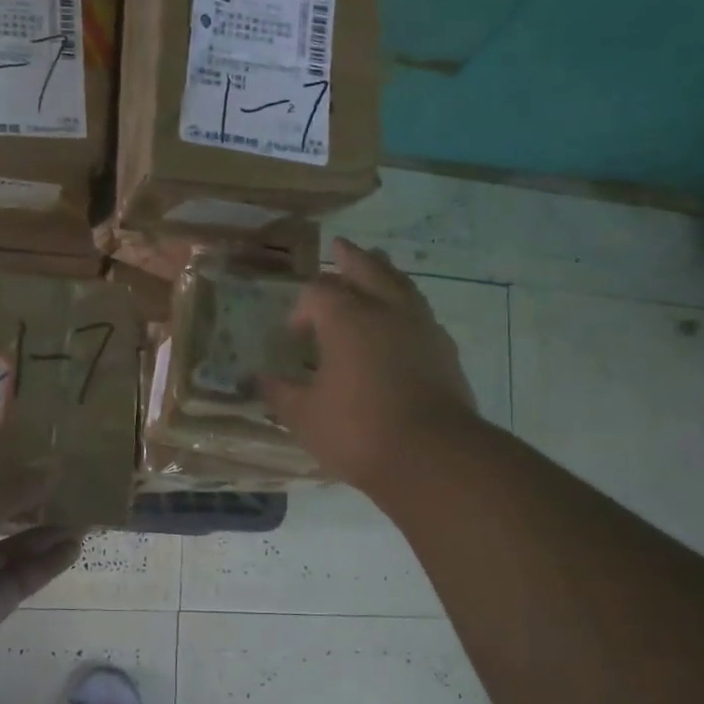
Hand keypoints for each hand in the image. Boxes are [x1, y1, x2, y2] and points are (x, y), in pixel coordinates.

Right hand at [263, 238, 477, 490]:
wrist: (432, 456)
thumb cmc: (358, 431)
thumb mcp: (304, 417)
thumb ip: (280, 393)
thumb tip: (258, 380)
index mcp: (347, 319)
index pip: (318, 292)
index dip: (302, 307)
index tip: (294, 334)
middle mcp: (386, 311)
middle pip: (367, 269)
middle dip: (350, 259)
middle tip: (341, 246)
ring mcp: (422, 327)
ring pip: (402, 284)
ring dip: (385, 272)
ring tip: (378, 264)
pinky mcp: (445, 350)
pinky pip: (422, 313)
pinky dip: (407, 305)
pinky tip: (403, 320)